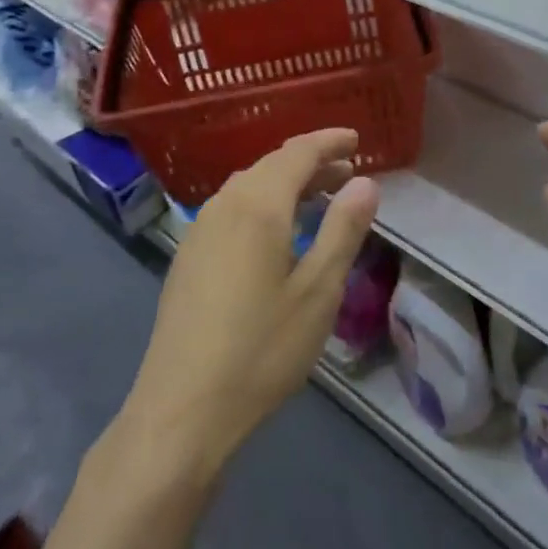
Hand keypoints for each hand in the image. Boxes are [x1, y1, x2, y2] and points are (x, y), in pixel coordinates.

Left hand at [121, 129, 379, 472]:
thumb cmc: (261, 349)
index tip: (356, 139)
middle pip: (272, 165)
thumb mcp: (317, 291)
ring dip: (287, 183)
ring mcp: (201, 229)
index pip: (298, 152)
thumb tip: (365, 182)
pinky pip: (233, 208)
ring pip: (250, 186)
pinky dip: (264, 203)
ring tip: (320, 197)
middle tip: (348, 172)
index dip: (328, 142)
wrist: (181, 409)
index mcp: (258, 205)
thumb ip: (343, 230)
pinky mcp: (189, 255)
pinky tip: (278, 232)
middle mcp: (225, 204)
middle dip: (312, 162)